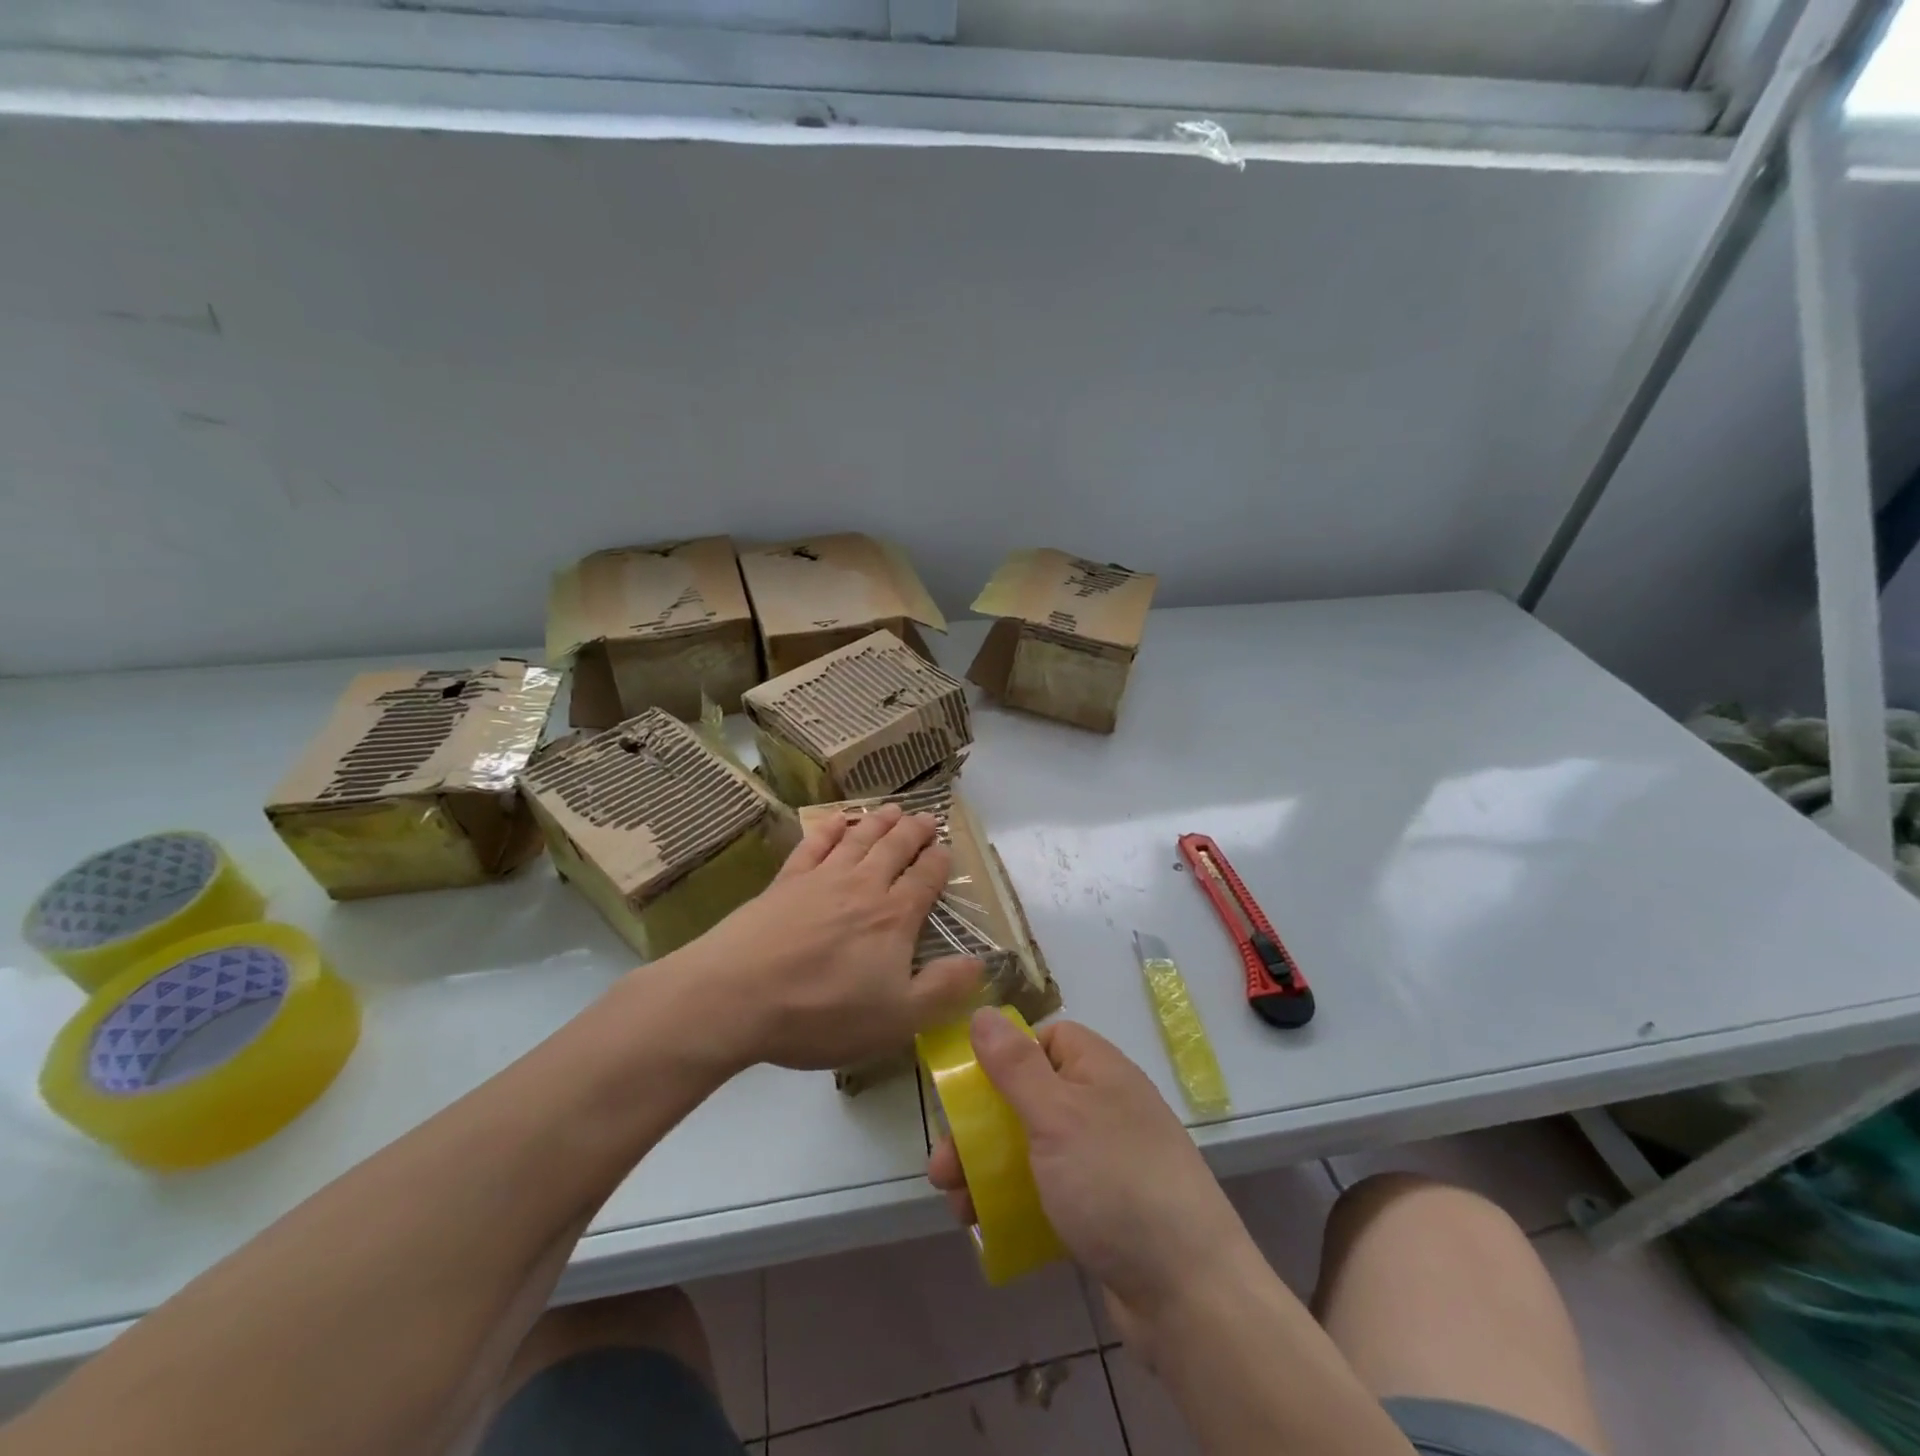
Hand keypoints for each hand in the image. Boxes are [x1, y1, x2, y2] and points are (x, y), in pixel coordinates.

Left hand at [682, 804, 983, 1071]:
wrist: (737, 997)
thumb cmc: (823, 1013)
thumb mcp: (897, 1019)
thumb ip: (943, 989)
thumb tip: (981, 961)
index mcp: (894, 917)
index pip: (925, 879)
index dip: (939, 863)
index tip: (946, 851)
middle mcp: (863, 886)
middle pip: (894, 849)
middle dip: (915, 832)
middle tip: (927, 818)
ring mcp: (821, 879)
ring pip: (859, 839)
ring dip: (879, 822)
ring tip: (893, 809)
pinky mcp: (785, 881)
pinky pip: (813, 844)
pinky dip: (829, 828)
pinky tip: (837, 820)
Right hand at [928, 1012, 1260, 1348]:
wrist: (1188, 1292)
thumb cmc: (1114, 1183)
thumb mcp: (1056, 1115)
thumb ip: (1015, 1065)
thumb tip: (982, 1012)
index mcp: (1099, 1069)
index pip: (1047, 1039)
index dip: (1007, 1058)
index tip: (972, 1090)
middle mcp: (1104, 1106)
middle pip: (1030, 1098)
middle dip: (981, 1129)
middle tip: (943, 1167)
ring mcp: (1105, 1160)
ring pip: (1034, 1148)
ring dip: (989, 1171)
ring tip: (956, 1207)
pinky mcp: (1103, 1209)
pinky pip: (1050, 1190)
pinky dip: (1017, 1202)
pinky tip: (988, 1227)